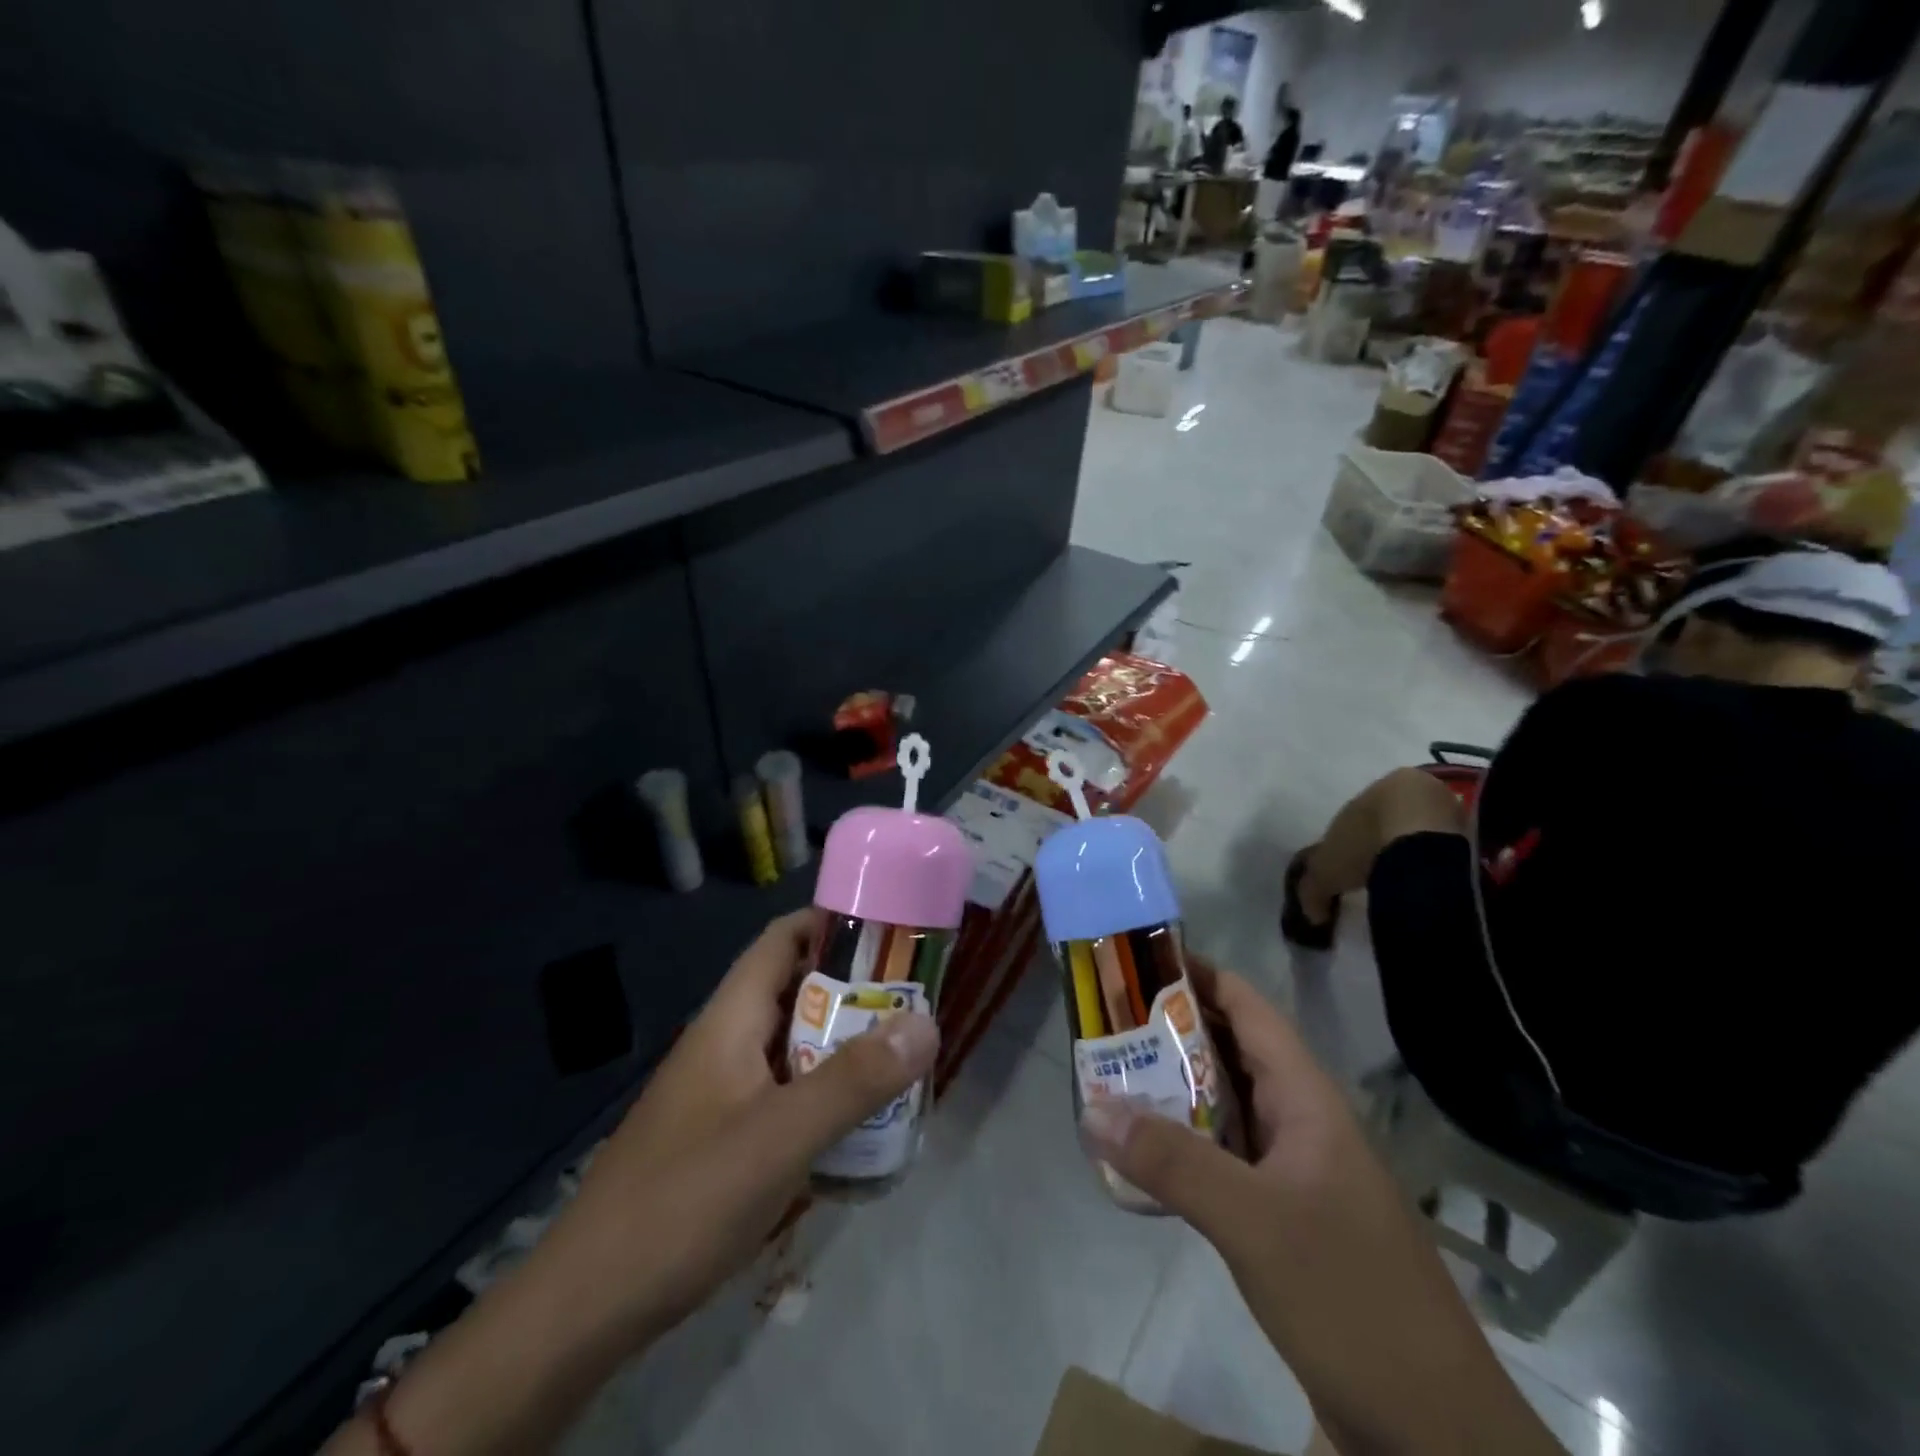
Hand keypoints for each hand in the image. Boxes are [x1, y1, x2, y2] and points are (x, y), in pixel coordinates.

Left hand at [563, 909, 939, 1341]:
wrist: (586, 1307)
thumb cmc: (684, 1200)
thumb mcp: (780, 1136)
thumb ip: (855, 1080)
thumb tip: (927, 1023)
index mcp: (730, 1020)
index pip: (782, 940)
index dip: (832, 922)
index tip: (890, 930)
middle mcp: (724, 1043)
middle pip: (794, 991)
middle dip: (853, 989)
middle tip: (913, 1001)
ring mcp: (720, 1093)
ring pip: (792, 1046)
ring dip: (841, 1044)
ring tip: (901, 1056)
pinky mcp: (720, 1138)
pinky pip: (783, 1093)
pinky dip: (822, 1093)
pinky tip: (857, 1123)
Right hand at [1079, 961, 1560, 1455]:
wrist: (1436, 1436)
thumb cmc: (1351, 1298)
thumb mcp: (1254, 1222)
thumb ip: (1172, 1162)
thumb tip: (1094, 1109)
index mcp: (1306, 1098)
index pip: (1247, 1007)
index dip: (1196, 974)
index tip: (1135, 960)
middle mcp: (1300, 1121)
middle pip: (1229, 1052)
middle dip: (1169, 1031)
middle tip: (1105, 1022)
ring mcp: (1295, 1172)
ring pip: (1224, 1107)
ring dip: (1172, 1091)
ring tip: (1109, 1078)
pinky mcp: (1285, 1219)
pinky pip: (1225, 1160)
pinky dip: (1183, 1147)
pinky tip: (1143, 1159)